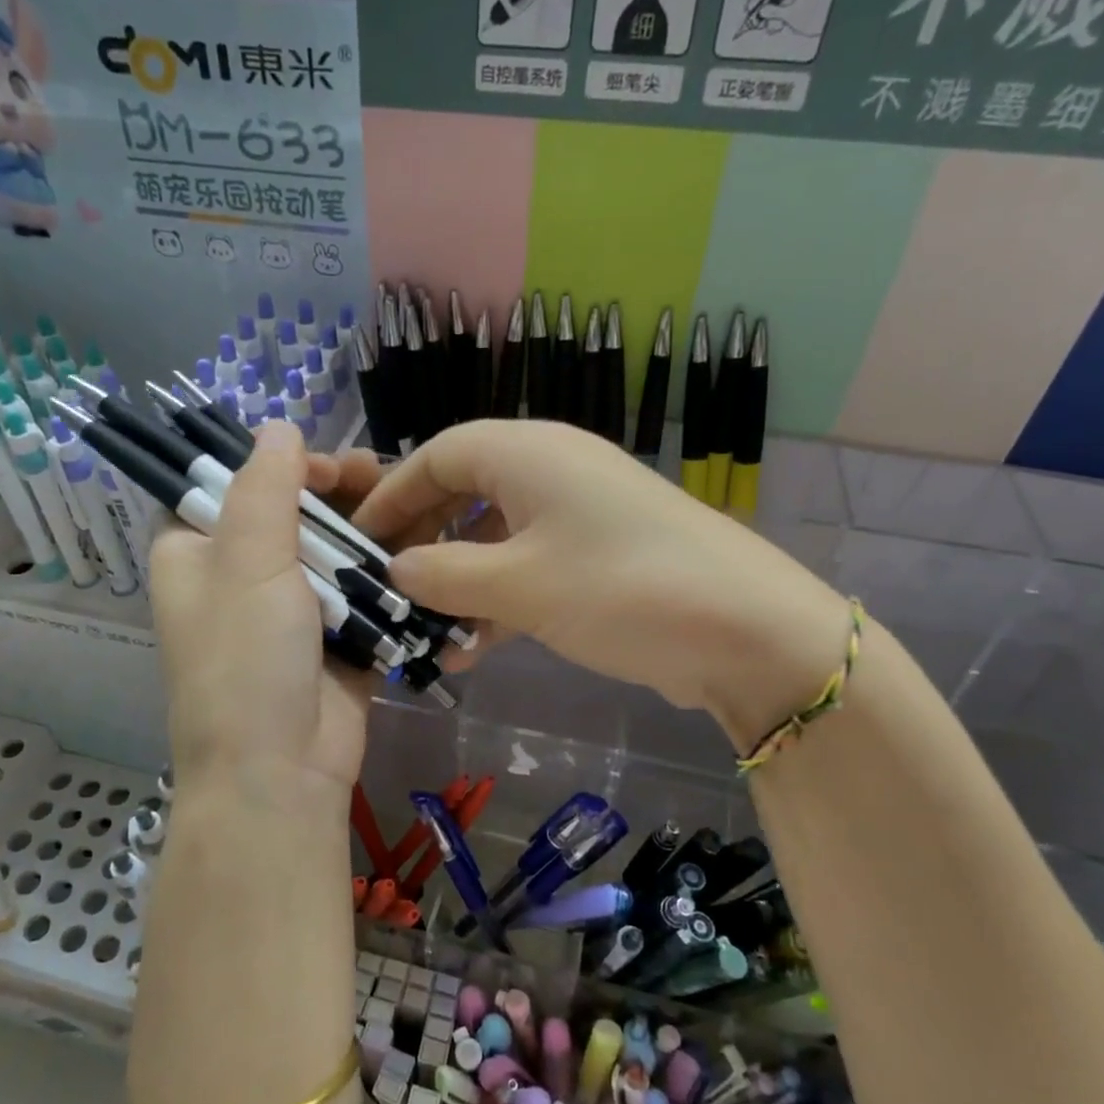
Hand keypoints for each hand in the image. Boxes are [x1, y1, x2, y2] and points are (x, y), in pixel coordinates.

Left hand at [147, 421, 384, 801]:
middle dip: (337, 493)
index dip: (275, 464)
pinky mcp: (336, 636)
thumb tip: (278, 426)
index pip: (227, 484)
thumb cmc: (247, 661)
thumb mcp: (247, 562)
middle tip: (380, 477)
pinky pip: (362, 590)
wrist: (282, 772)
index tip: (323, 462)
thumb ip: (264, 488)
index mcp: (197, 554)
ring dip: (370, 529)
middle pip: (291, 513)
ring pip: (333, 548)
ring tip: (414, 509)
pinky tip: (424, 547)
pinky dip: (388, 572)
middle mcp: (240, 576)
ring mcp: (292, 609)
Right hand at [350, 420, 849, 748]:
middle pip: (463, 492)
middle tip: (386, 587)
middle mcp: (551, 470)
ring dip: (458, 582)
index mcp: (528, 452)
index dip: (392, 494)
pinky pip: (529, 567)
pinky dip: (498, 600)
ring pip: (495, 537)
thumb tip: (396, 569)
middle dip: (422, 541)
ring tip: (425, 634)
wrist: (745, 630)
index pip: (438, 455)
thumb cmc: (619, 587)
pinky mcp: (599, 557)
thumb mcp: (518, 585)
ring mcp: (578, 514)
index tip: (357, 539)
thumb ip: (444, 575)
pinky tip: (472, 650)